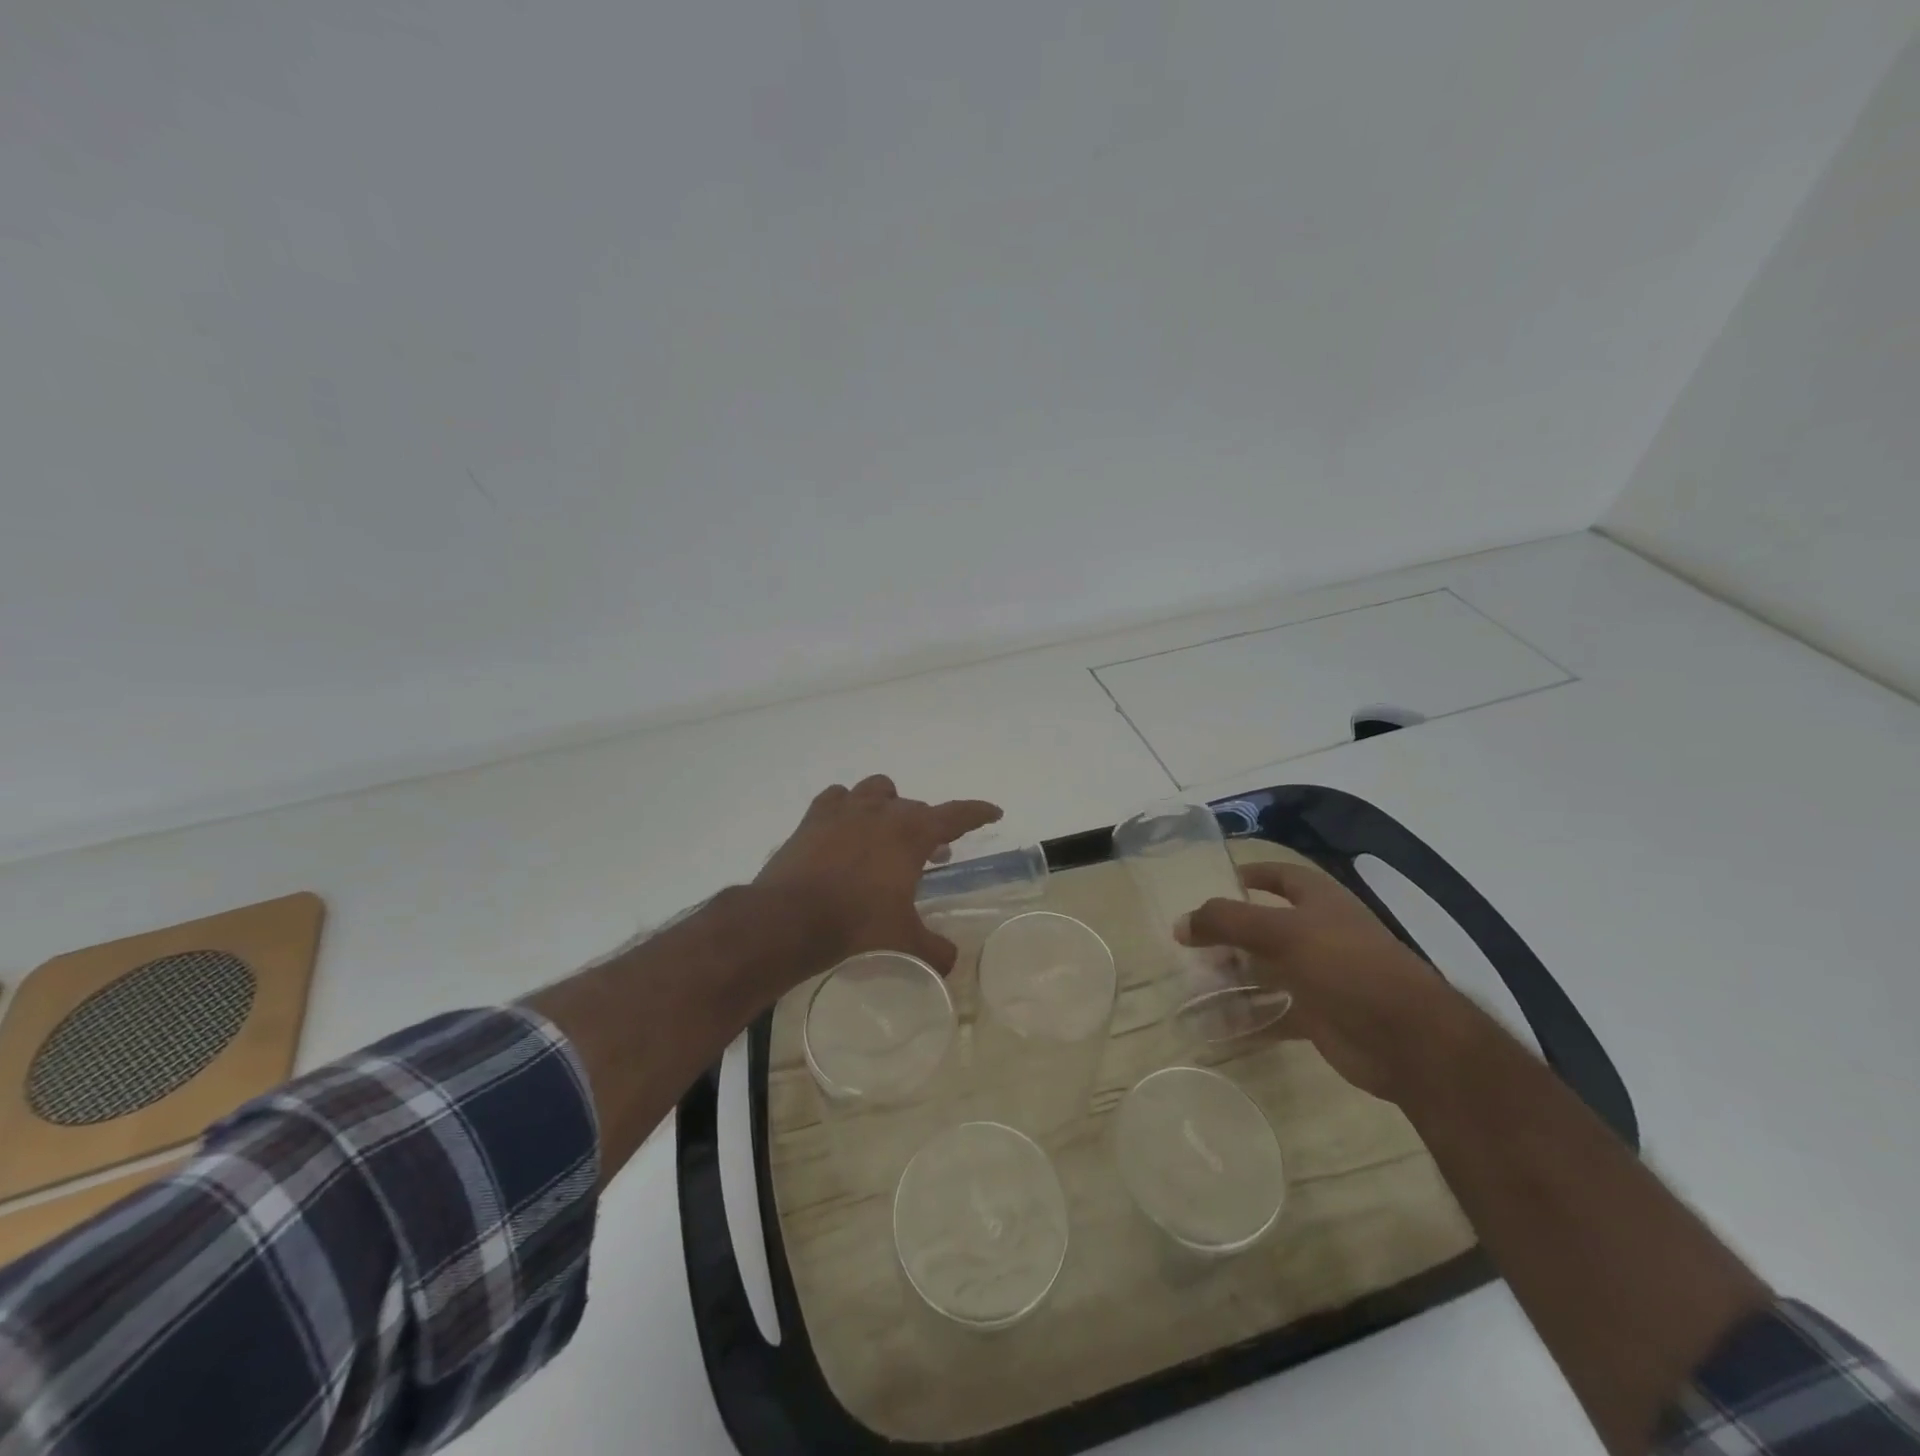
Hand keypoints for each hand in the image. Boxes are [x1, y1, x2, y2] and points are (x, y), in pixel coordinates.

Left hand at [754, 775, 1001, 977]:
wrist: (790, 919)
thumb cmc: (856, 925)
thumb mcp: (904, 941)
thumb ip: (934, 949)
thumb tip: (951, 960)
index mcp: (912, 833)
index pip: (957, 815)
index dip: (978, 813)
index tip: (993, 812)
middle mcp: (882, 811)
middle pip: (916, 807)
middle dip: (928, 827)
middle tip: (931, 853)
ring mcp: (845, 810)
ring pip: (877, 789)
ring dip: (889, 805)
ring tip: (886, 830)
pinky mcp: (814, 818)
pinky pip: (837, 798)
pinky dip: (847, 807)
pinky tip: (844, 826)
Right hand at [1178, 861, 1462, 1101]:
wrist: (1409, 1040)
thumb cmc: (1348, 966)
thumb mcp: (1282, 933)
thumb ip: (1227, 922)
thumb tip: (1180, 923)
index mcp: (1320, 902)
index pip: (1281, 876)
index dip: (1251, 874)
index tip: (1216, 881)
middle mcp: (1320, 934)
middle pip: (1265, 926)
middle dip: (1229, 933)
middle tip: (1190, 942)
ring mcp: (1320, 976)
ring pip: (1266, 970)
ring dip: (1234, 975)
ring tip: (1194, 981)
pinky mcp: (1319, 1016)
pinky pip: (1274, 1011)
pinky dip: (1247, 1016)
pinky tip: (1216, 1023)